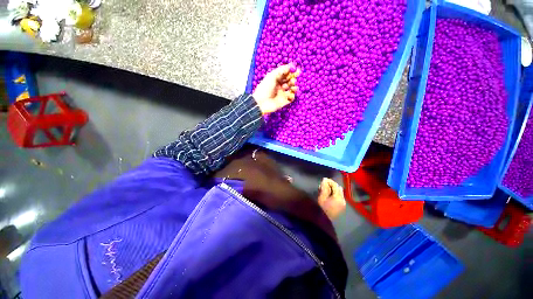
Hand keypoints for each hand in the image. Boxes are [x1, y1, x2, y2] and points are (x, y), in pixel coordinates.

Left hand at [253, 64, 298, 114]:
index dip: (292, 72)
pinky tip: (290, 94)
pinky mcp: (284, 102)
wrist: (261, 103)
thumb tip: (292, 65)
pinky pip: (291, 98)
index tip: (297, 70)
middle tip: (293, 80)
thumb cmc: (264, 88)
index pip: (286, 74)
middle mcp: (280, 86)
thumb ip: (282, 70)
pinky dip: (292, 95)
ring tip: (292, 87)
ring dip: (294, 87)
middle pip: (290, 81)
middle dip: (293, 79)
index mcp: (276, 79)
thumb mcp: (272, 76)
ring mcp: (282, 94)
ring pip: (292, 89)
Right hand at [317, 178, 345, 219]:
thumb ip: (324, 187)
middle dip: (332, 185)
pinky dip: (334, 193)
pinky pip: (338, 197)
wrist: (323, 221)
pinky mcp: (340, 207)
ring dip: (333, 189)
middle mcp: (343, 200)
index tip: (323, 179)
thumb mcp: (321, 197)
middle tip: (323, 183)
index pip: (336, 185)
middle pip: (339, 189)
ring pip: (339, 193)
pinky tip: (327, 194)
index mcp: (339, 197)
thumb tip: (325, 180)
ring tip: (324, 188)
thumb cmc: (321, 208)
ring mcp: (342, 204)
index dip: (330, 181)